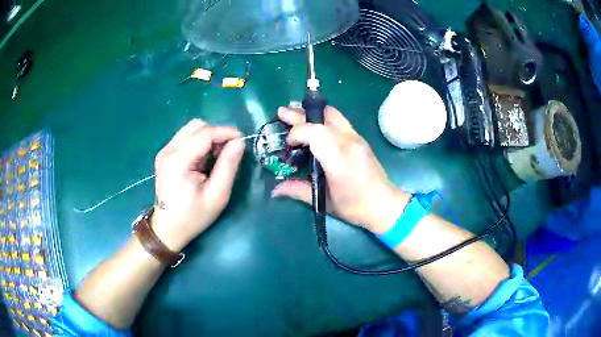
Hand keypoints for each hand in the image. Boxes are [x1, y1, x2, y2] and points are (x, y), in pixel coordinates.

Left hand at [151, 119, 245, 250]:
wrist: (167, 229)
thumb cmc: (193, 216)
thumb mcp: (217, 196)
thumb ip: (228, 166)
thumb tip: (239, 142)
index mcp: (179, 161)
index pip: (205, 133)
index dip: (226, 132)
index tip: (242, 140)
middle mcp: (168, 150)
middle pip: (196, 126)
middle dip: (217, 133)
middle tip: (229, 151)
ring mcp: (164, 151)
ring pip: (190, 129)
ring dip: (208, 137)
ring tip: (217, 156)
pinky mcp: (165, 155)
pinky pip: (185, 138)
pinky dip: (199, 142)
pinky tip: (205, 159)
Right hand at [272, 106, 410, 233]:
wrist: (385, 205)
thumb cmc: (355, 207)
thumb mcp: (325, 201)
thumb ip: (299, 190)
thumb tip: (275, 190)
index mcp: (339, 159)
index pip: (315, 132)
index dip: (297, 132)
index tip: (289, 144)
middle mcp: (349, 142)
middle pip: (322, 117)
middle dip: (299, 114)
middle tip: (282, 112)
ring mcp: (357, 138)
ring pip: (333, 114)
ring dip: (313, 112)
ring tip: (296, 113)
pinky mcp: (360, 138)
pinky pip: (339, 120)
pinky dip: (323, 118)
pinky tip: (314, 123)